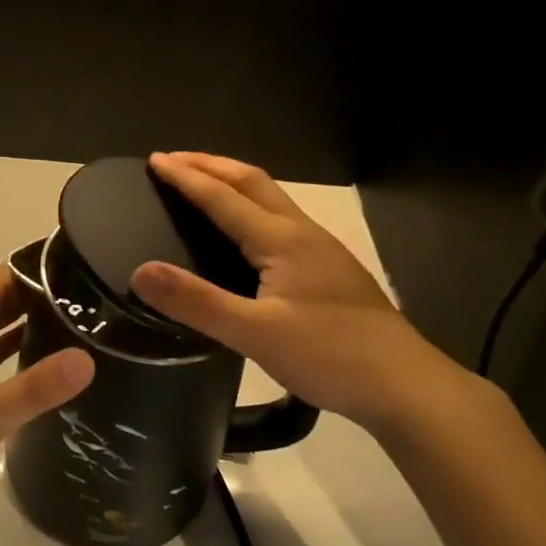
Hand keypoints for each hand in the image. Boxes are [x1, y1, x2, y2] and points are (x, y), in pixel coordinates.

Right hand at [131, 152, 453, 432]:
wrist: (405, 384)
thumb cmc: (329, 355)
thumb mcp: (255, 334)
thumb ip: (197, 302)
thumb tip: (140, 271)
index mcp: (281, 240)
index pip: (223, 197)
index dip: (186, 177)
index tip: (155, 160)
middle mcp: (302, 233)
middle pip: (252, 182)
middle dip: (211, 165)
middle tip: (174, 161)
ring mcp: (322, 249)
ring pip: (271, 198)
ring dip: (234, 182)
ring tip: (205, 185)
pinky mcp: (331, 268)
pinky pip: (282, 218)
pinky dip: (252, 205)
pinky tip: (249, 232)